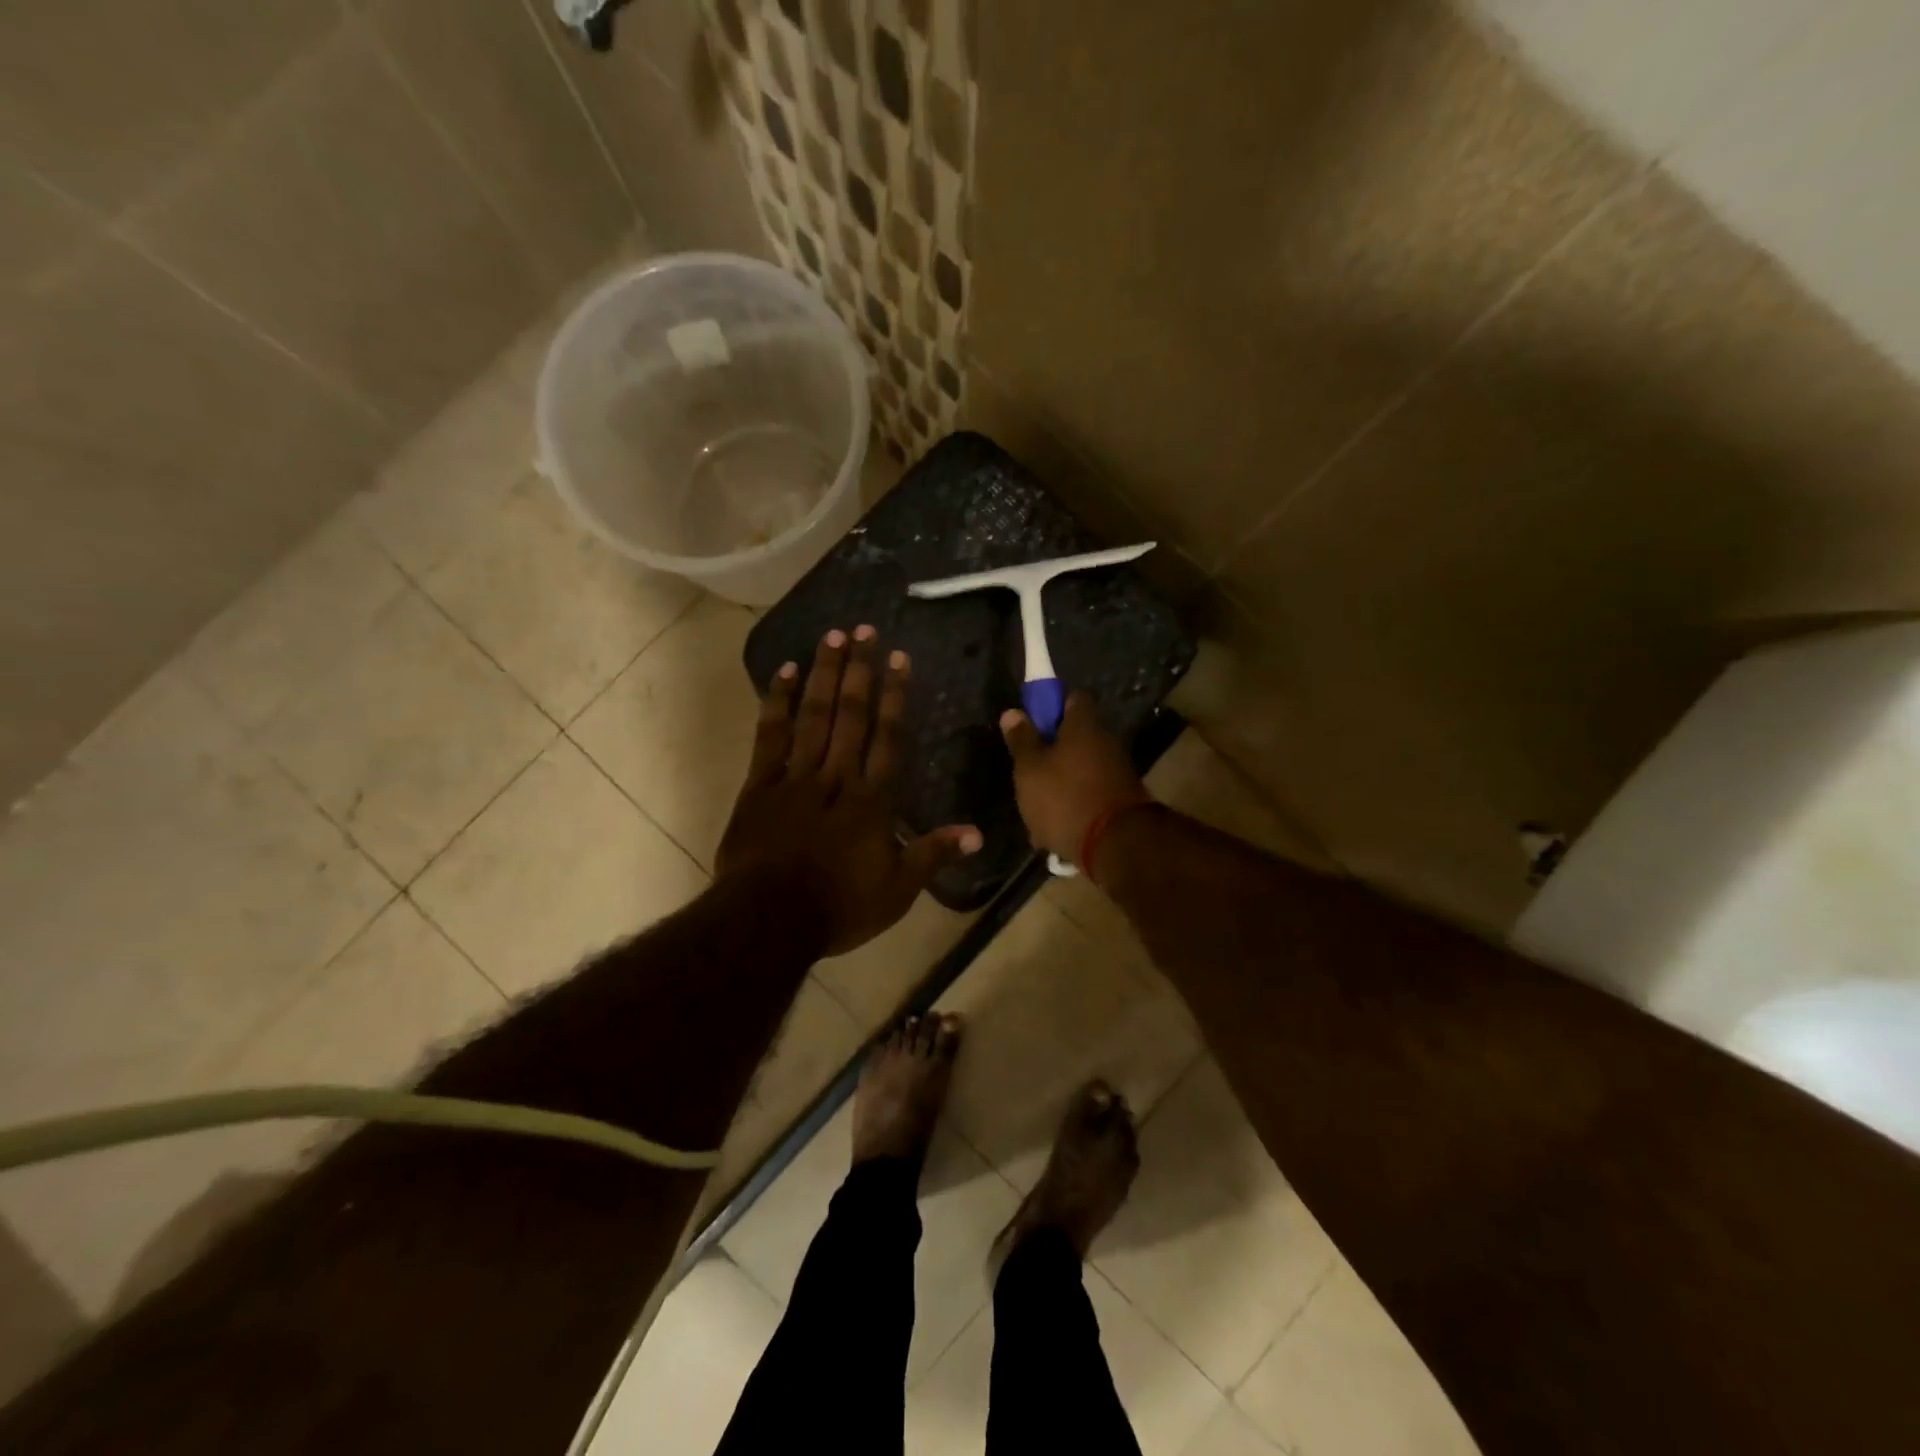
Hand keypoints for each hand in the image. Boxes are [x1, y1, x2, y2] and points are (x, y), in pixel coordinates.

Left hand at [717, 625, 981, 956]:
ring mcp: (795, 777)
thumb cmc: (839, 907)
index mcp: (871, 801)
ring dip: (825, 675)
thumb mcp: (898, 890)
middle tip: (864, 630)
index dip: (895, 697)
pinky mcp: (760, 785)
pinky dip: (778, 702)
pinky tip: (786, 672)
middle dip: (860, 671)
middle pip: (851, 716)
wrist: (768, 919)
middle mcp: (836, 778)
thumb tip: (978, 834)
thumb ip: (934, 854)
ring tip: (832, 636)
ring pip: (813, 716)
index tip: (899, 659)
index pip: (888, 739)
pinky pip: (770, 736)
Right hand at [1000, 692, 1152, 869]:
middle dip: (1051, 751)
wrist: (1117, 847)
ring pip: (1080, 769)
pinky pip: (1090, 795)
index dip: (1050, 706)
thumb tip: (1013, 712)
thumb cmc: (1065, 798)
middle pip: (1075, 736)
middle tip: (1026, 771)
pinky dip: (1073, 805)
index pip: (1072, 698)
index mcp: (1084, 725)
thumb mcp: (1030, 769)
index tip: (1031, 724)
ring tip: (1036, 808)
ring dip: (1060, 782)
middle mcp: (1106, 742)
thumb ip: (1022, 740)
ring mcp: (1118, 772)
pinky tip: (1055, 828)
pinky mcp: (1121, 801)